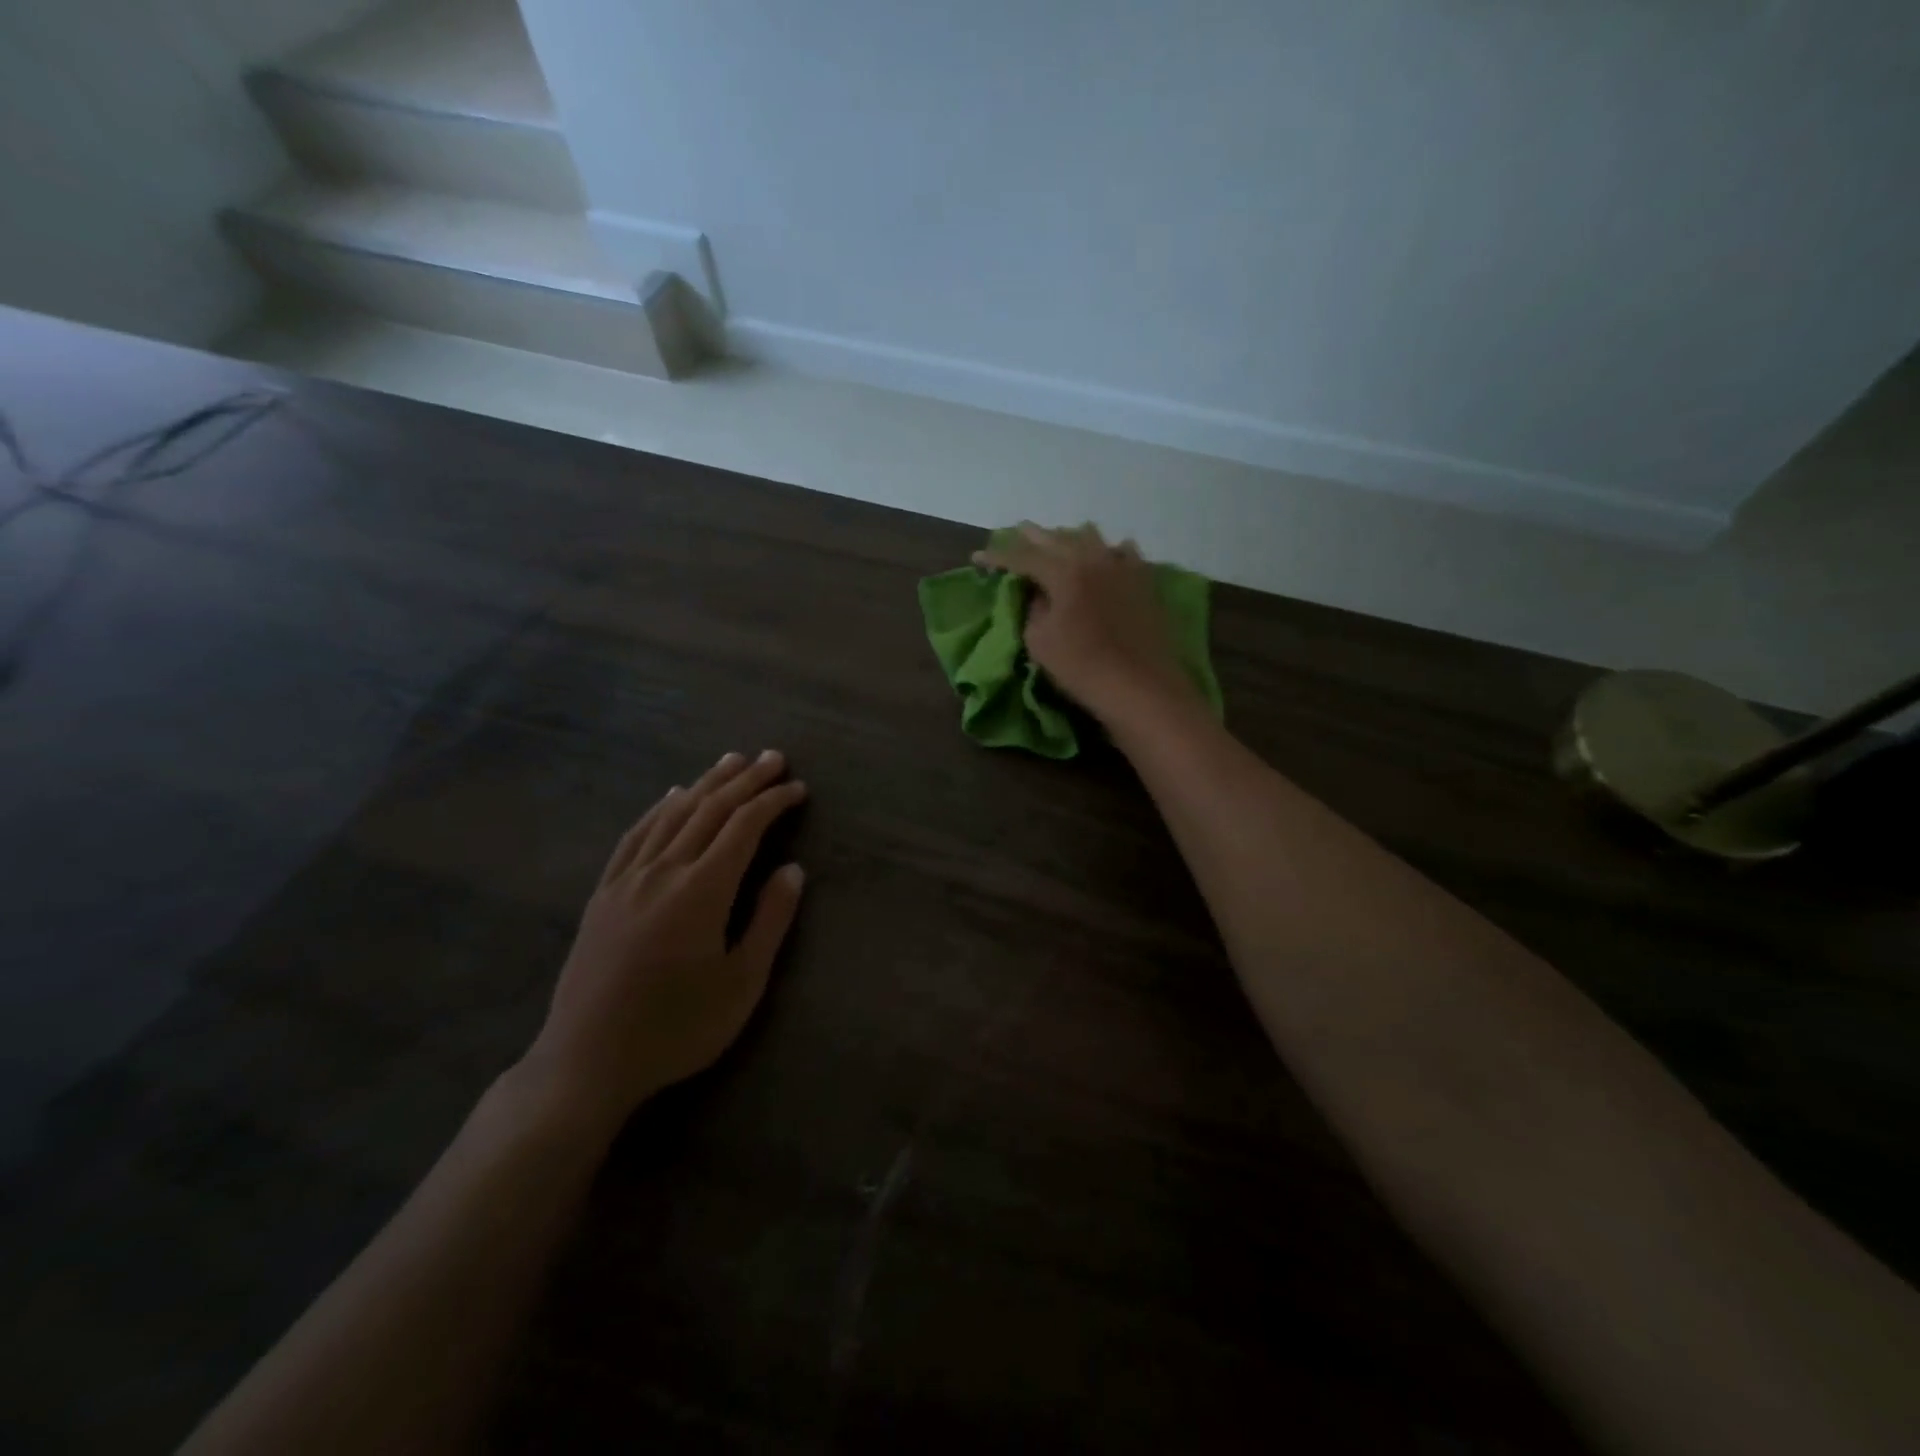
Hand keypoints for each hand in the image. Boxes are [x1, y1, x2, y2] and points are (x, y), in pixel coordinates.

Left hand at [518, 750, 806, 1135]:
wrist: (587, 1062)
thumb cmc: (676, 1028)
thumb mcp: (741, 984)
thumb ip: (769, 920)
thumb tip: (792, 869)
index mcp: (701, 891)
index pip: (744, 827)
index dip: (773, 801)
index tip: (798, 787)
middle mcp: (663, 871)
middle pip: (708, 810)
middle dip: (744, 780)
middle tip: (772, 757)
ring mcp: (627, 879)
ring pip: (671, 814)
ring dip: (705, 783)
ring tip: (730, 761)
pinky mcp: (603, 894)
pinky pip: (635, 835)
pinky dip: (659, 808)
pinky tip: (670, 796)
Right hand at [975, 523, 1200, 725]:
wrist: (1140, 687)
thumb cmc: (1082, 667)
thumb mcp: (1039, 642)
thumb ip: (1034, 610)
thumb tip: (1039, 594)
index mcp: (1063, 572)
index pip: (1022, 557)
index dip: (997, 557)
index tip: (978, 558)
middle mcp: (1093, 560)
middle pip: (1057, 539)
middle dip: (1032, 537)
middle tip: (1015, 533)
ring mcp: (1123, 567)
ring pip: (1092, 539)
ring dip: (1070, 537)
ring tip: (1059, 541)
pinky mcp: (1145, 582)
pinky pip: (1125, 553)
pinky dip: (1110, 550)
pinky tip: (1110, 553)